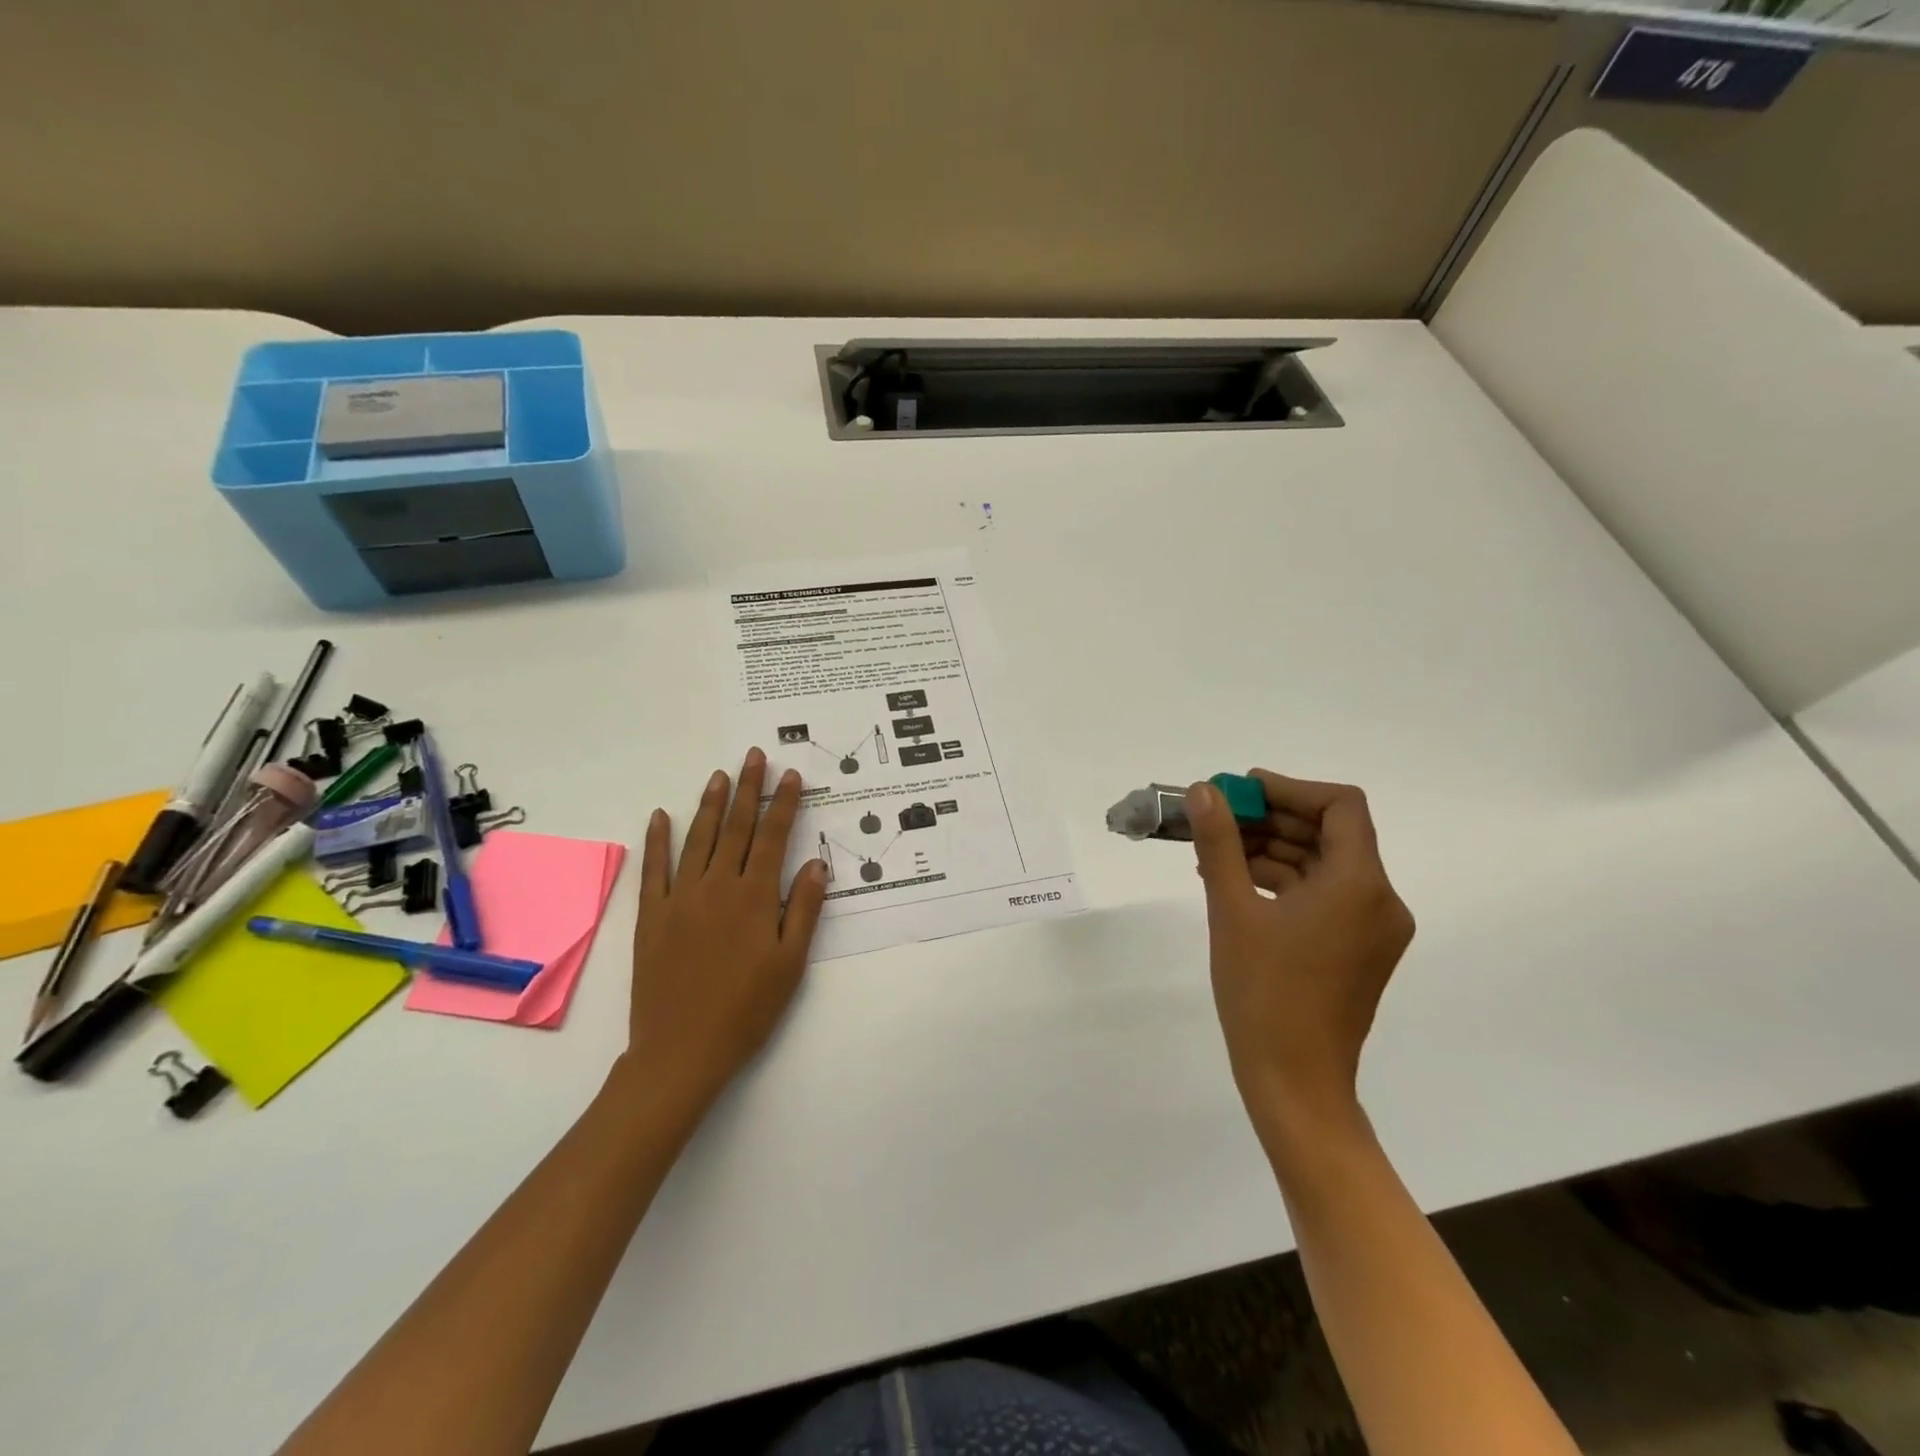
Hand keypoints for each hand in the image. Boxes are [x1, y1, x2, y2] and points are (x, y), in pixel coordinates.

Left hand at [617, 749, 828, 1126]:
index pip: (774, 837)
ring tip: (719, 775)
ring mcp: (681, 899)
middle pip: (736, 828)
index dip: (783, 803)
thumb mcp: (790, 964)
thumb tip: (816, 864)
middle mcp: (718, 887)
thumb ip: (803, 910)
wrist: (681, 1052)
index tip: (790, 775)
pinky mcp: (652, 917)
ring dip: (710, 804)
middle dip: (747, 789)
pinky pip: (655, 870)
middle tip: (754, 756)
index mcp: (754, 898)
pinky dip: (658, 840)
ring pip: (698, 840)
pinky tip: (660, 816)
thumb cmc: (746, 1011)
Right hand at [1188, 770, 1413, 1134]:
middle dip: (1272, 818)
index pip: (1340, 806)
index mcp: (1360, 885)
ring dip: (1272, 849)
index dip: (1290, 789)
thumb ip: (1219, 843)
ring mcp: (1371, 928)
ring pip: (1322, 865)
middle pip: (1330, 833)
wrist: (1294, 1082)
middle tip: (1218, 816)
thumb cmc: (1263, 992)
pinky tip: (1234, 881)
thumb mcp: (1232, 910)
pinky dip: (1282, 881)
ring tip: (1214, 850)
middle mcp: (1379, 900)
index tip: (1241, 791)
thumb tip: (1204, 791)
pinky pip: (1322, 895)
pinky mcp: (1356, 949)